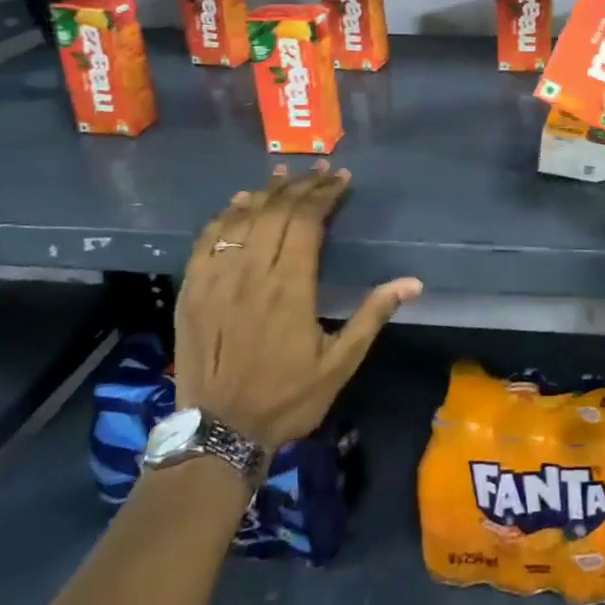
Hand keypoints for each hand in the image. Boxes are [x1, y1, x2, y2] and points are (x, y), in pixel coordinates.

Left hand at [173, 163, 421, 450]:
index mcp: (291, 287)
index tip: (341, 179)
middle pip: (277, 212)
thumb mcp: (340, 364)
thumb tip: (412, 282)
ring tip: (284, 175)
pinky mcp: (192, 290)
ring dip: (266, 193)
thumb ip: (372, 316)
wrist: (219, 433)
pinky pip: (208, 240)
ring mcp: (217, 279)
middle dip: (301, 186)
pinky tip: (239, 204)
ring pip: (243, 219)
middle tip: (320, 170)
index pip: (308, 222)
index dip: (326, 195)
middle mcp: (252, 273)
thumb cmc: (287, 398)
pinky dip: (226, 216)